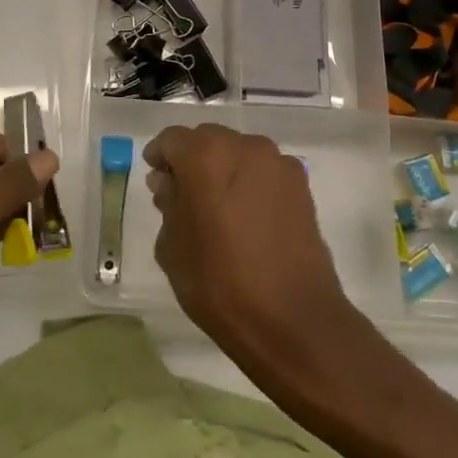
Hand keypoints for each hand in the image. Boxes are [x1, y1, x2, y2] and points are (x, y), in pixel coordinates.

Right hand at [145, 123, 354, 356]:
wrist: (292, 318)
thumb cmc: (218, 283)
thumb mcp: (172, 246)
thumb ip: (168, 203)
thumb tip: (170, 183)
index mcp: (204, 156)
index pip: (172, 140)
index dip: (160, 157)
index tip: (156, 179)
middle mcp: (243, 146)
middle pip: (207, 139)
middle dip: (192, 160)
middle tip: (184, 194)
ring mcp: (277, 163)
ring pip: (239, 152)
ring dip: (223, 168)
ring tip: (218, 207)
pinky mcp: (301, 185)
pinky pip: (264, 170)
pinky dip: (250, 182)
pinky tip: (247, 216)